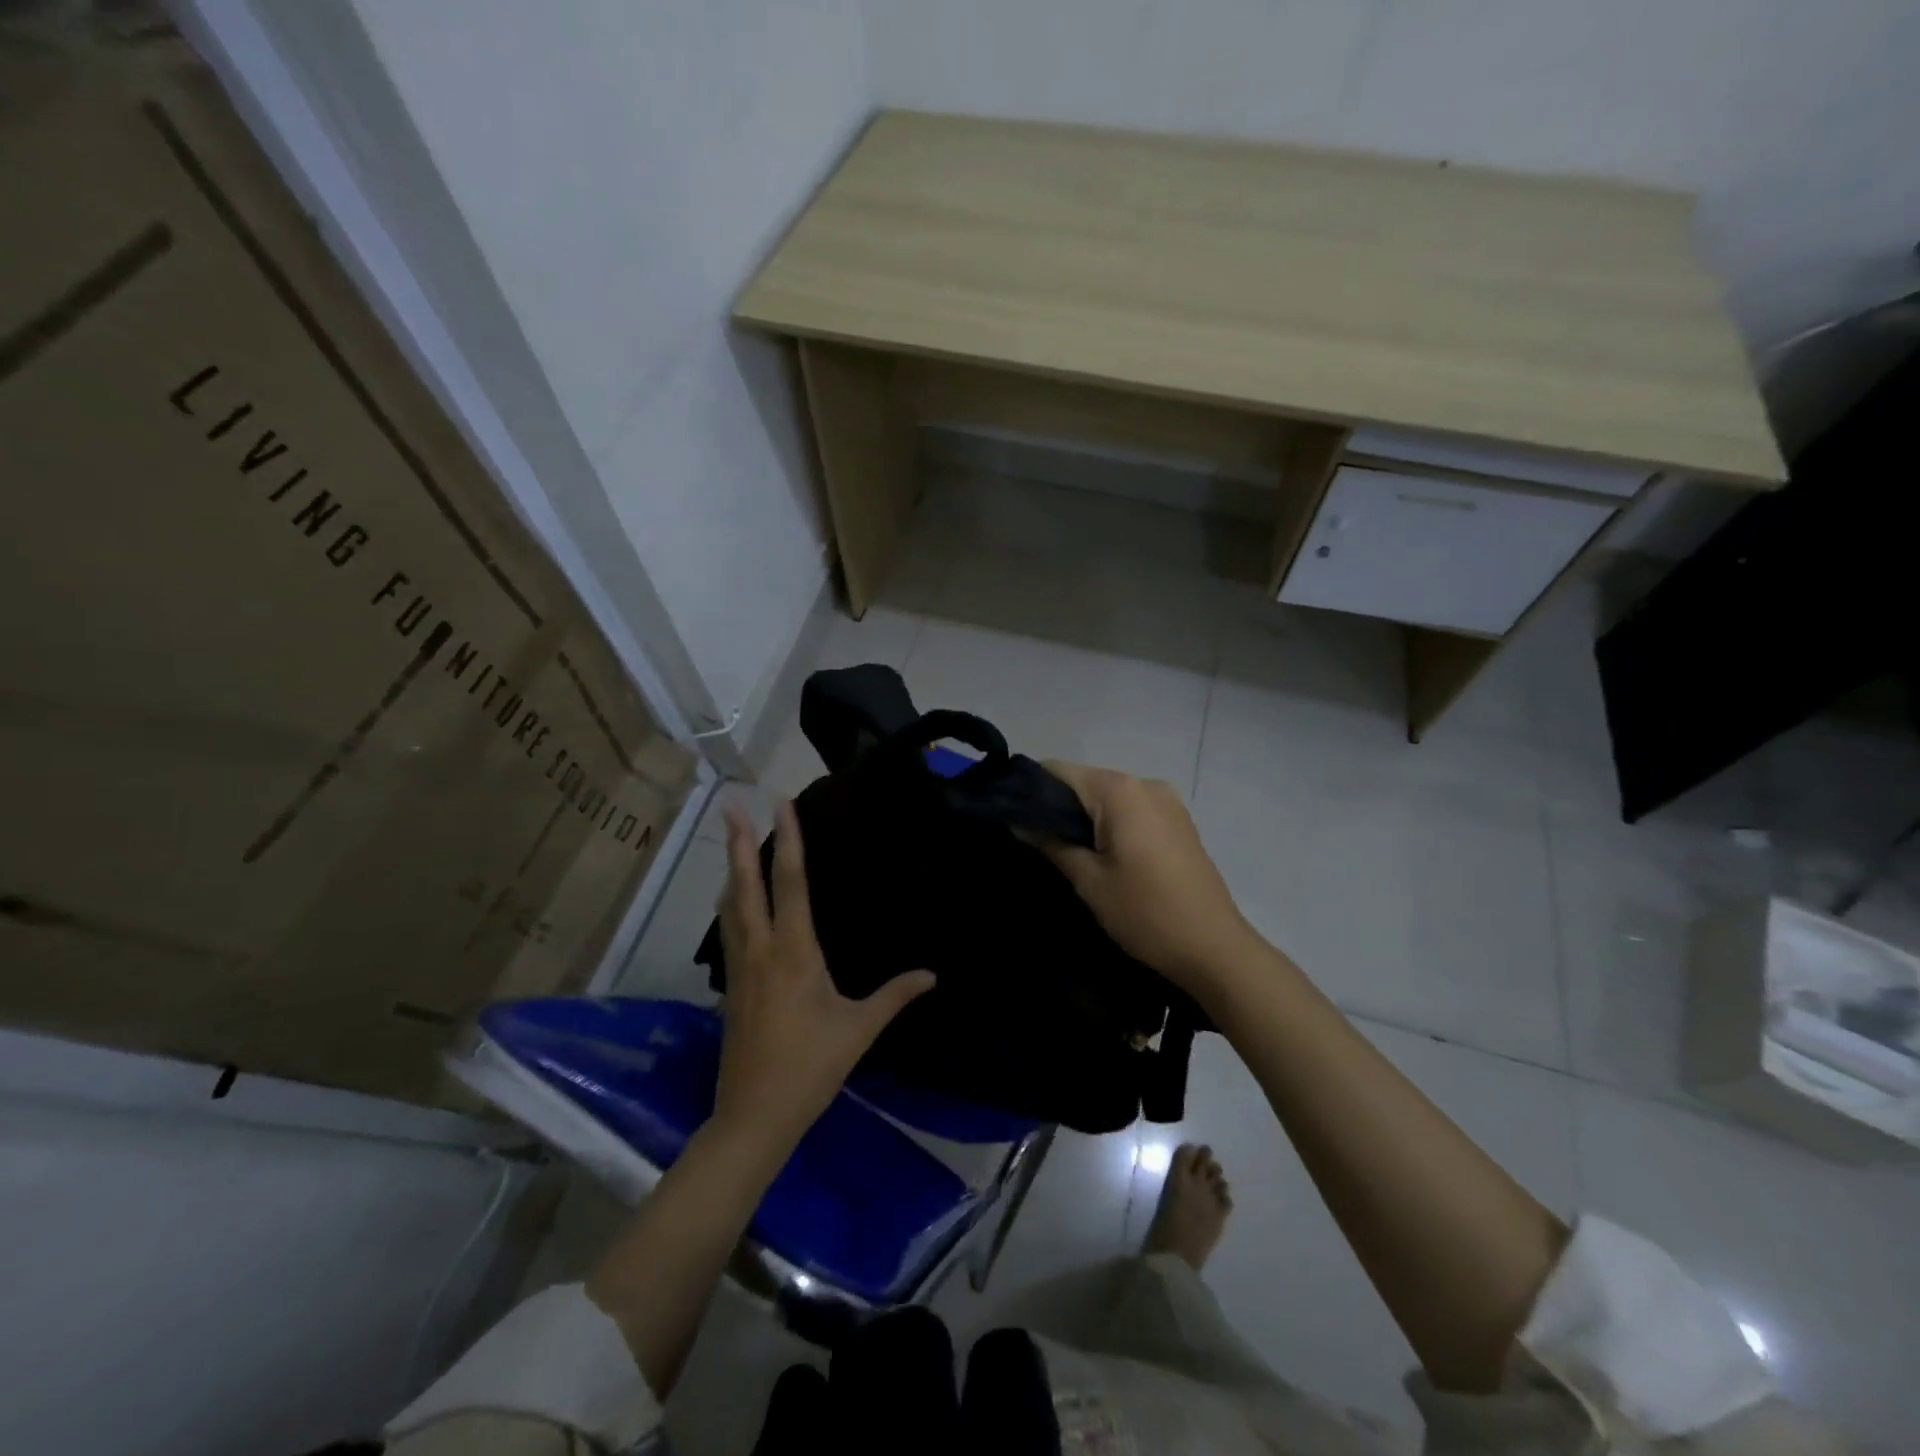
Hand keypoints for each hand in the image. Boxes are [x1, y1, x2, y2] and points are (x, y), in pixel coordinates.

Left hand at [710, 799, 934, 1159]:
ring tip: (729, 841)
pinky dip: (730, 904)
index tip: (781, 805)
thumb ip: (895, 996)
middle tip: (729, 805)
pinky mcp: (731, 987)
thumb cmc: (810, 1067)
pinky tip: (733, 902)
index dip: (787, 840)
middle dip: (737, 843)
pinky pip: (728, 931)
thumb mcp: (859, 1030)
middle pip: (746, 886)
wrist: (753, 1115)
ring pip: (730, 907)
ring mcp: (740, 968)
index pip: (791, 884)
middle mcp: (761, 950)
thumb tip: (932, 974)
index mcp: (794, 952)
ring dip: (731, 870)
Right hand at [1039, 761, 1263, 994]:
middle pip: (1085, 781)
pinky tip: (1100, 853)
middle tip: (1031, 840)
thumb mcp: (1089, 880)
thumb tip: (1017, 820)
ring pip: (1109, 797)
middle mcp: (1144, 783)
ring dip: (1084, 816)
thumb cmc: (1145, 913)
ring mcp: (1167, 801)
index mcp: (1119, 790)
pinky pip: (1132, 809)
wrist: (1214, 948)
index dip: (1030, 789)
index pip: (1059, 771)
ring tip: (1062, 850)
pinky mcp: (1179, 821)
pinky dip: (1110, 823)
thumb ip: (1051, 843)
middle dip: (1056, 805)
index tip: (1010, 816)